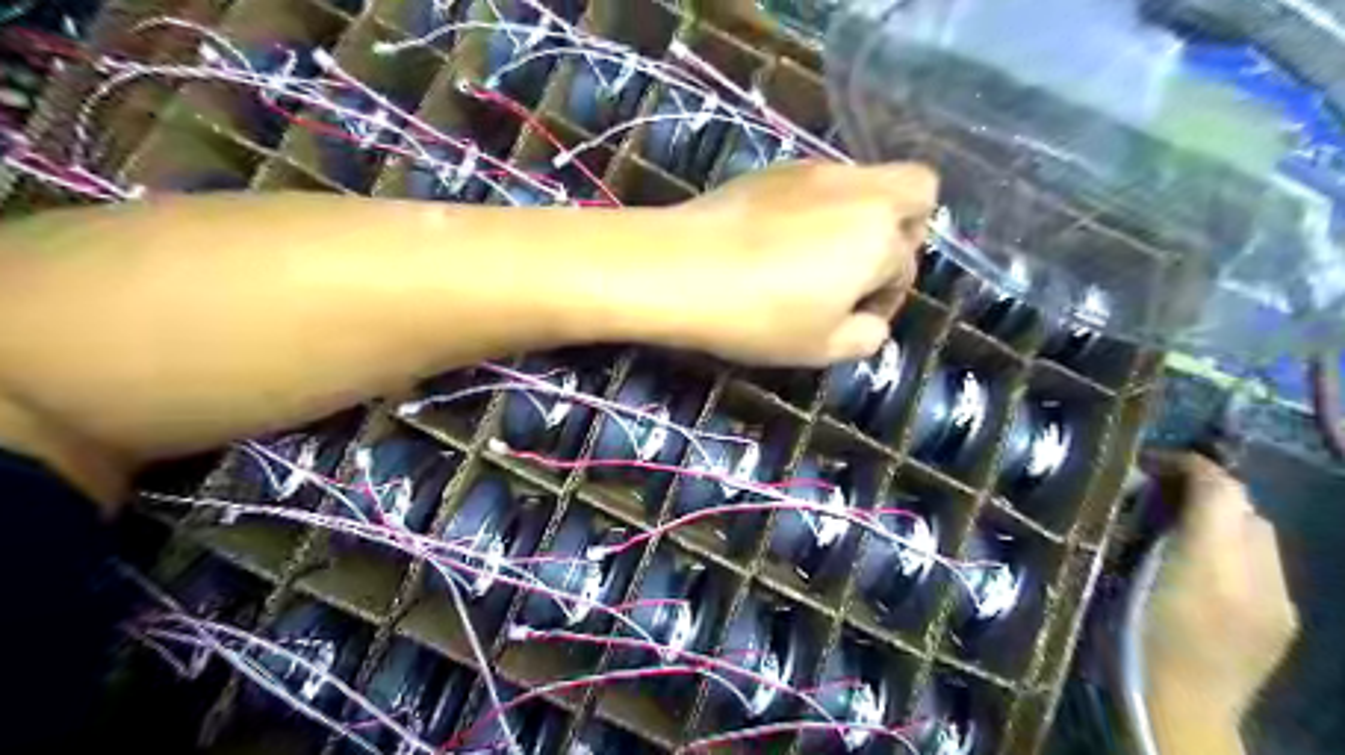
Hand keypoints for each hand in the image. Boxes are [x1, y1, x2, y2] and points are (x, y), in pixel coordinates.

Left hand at [661, 160, 938, 364]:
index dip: (885, 299)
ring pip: (869, 179)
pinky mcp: (777, 166)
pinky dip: (823, 205)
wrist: (679, 268)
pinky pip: (823, 179)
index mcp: (880, 237)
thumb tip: (871, 321)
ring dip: (864, 213)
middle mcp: (860, 190)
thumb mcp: (820, 347)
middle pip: (919, 187)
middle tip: (865, 266)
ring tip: (819, 254)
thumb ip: (865, 337)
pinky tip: (783, 237)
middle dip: (907, 228)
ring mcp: (817, 170)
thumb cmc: (757, 316)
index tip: (853, 318)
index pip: (905, 267)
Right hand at [1137, 451, 1296, 750]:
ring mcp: (1276, 601)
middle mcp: (1259, 574)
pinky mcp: (1281, 622)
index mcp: (1213, 560)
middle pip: (1243, 508)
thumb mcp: (1122, 574)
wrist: (1178, 709)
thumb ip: (1144, 527)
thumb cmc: (1133, 637)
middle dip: (1203, 491)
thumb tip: (1151, 485)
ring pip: (1257, 536)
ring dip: (1220, 520)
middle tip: (1154, 493)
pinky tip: (1200, 567)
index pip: (1220, 488)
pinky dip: (1234, 551)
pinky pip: (1264, 567)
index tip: (1145, 461)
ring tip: (1175, 526)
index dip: (1185, 465)